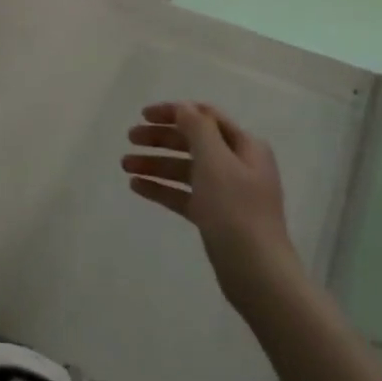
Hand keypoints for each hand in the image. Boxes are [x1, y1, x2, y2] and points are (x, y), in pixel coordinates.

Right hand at [122, 101, 300, 307]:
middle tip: (130, 138)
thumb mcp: (215, 161)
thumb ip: (197, 128)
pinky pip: (183, 194)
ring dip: (155, 163)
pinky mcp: (214, 216)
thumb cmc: (236, 210)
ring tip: (125, 165)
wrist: (256, 273)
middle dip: (160, 138)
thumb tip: (184, 107)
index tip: (143, 115)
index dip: (174, 112)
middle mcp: (236, 164)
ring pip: (184, 168)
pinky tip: (136, 187)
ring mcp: (226, 192)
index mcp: (244, 146)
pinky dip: (161, 187)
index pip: (205, 116)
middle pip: (192, 141)